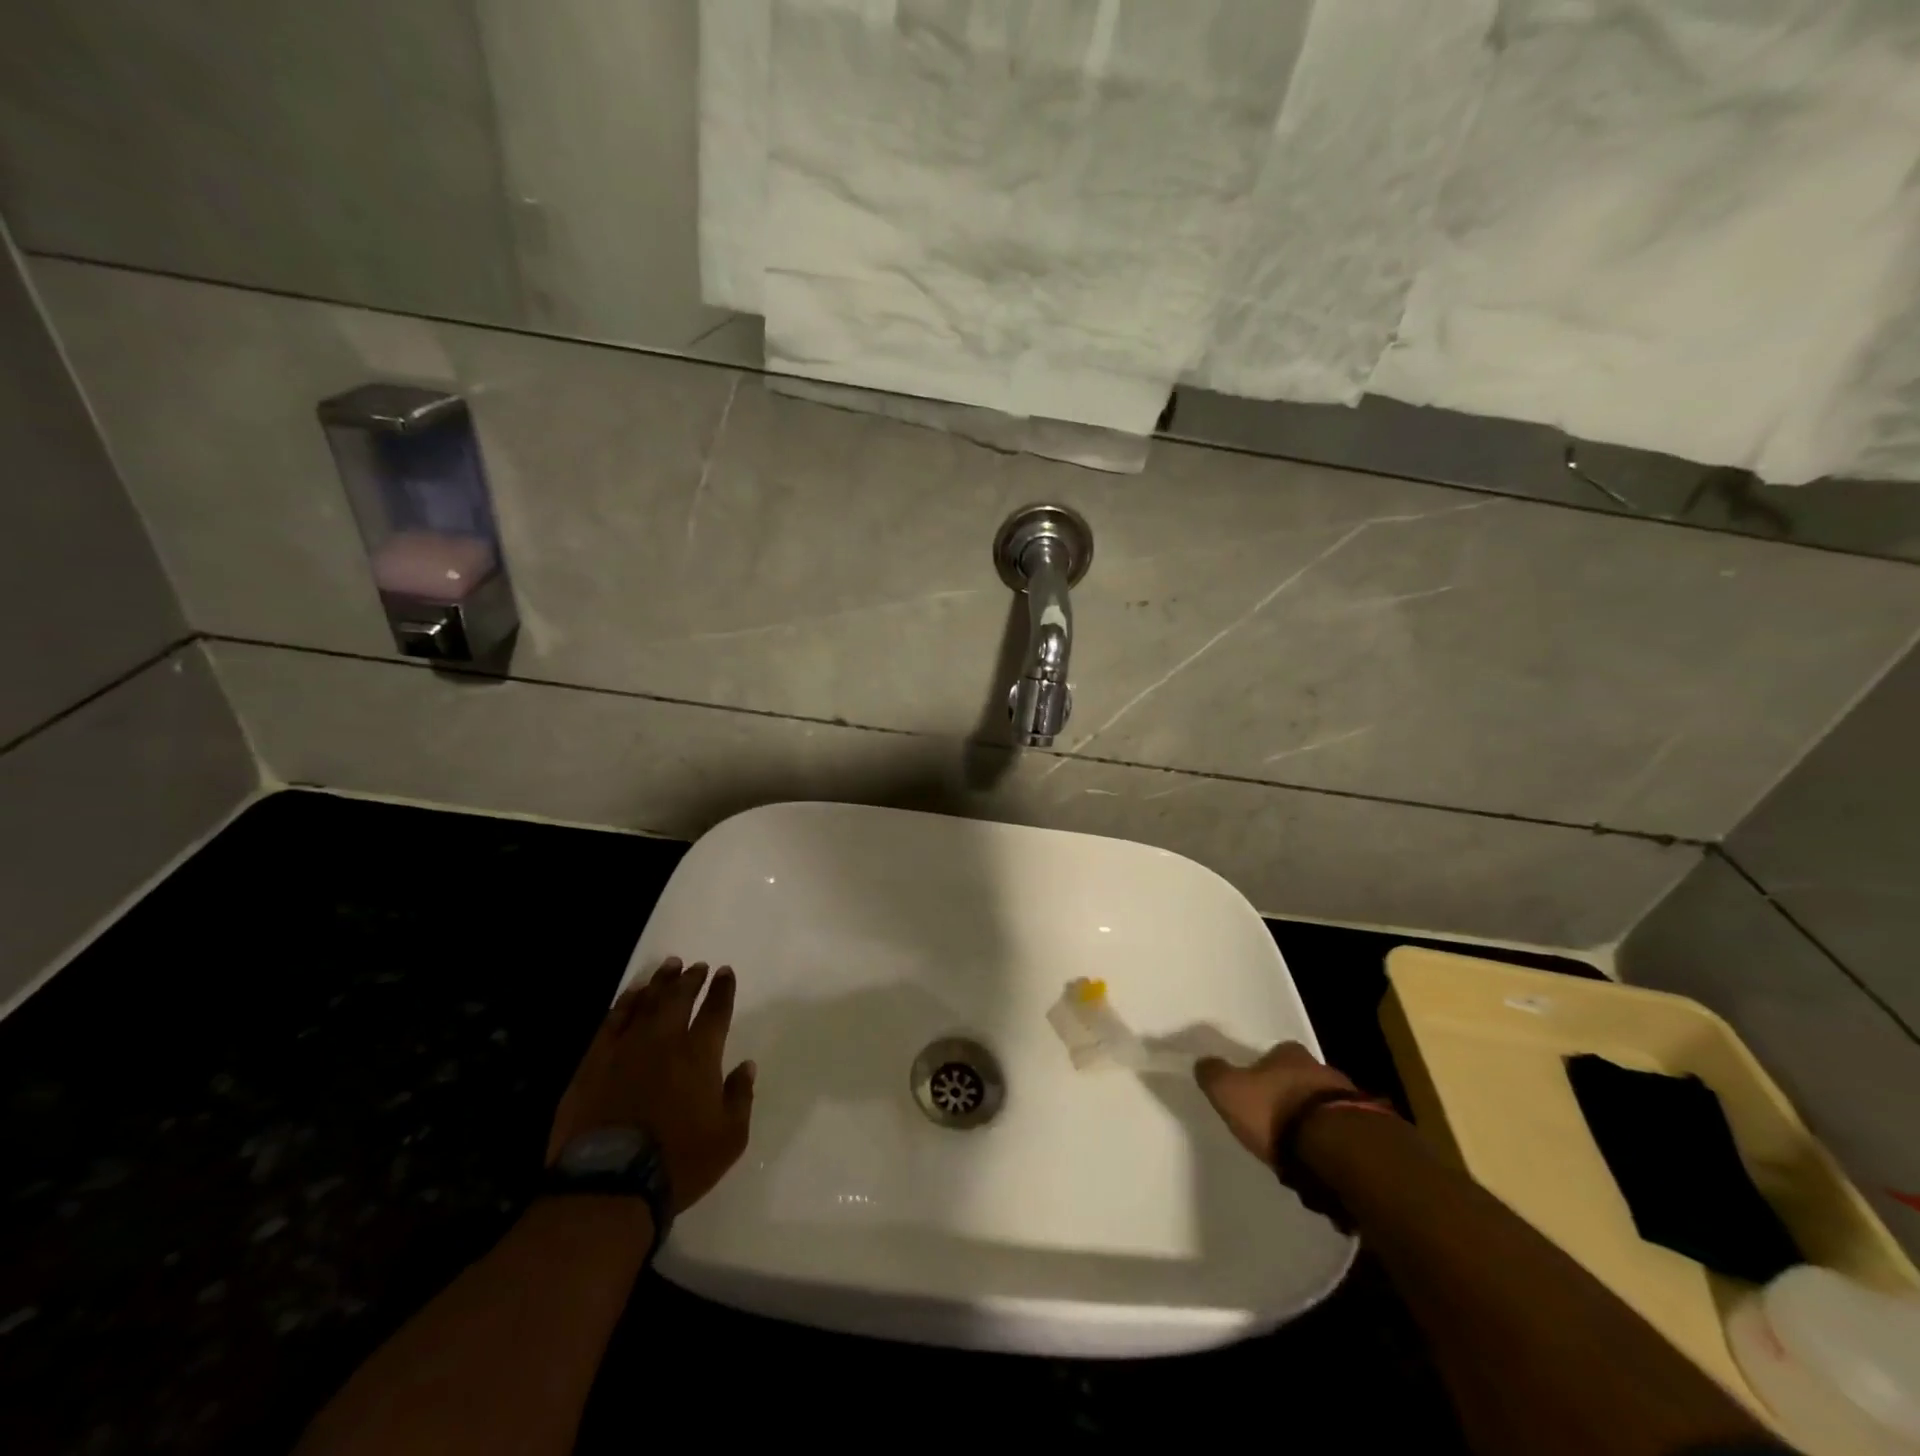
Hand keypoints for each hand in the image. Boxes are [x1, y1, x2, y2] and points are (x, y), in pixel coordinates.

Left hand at [547, 957, 755, 1212]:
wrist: (609, 1185)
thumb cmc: (678, 1163)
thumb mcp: (729, 1138)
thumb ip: (740, 1097)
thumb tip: (747, 1066)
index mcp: (700, 1055)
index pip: (715, 1011)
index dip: (722, 990)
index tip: (725, 972)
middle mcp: (664, 1041)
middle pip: (679, 998)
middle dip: (691, 979)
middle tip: (698, 966)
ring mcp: (625, 1048)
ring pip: (646, 1002)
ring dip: (661, 982)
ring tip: (670, 966)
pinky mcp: (594, 1062)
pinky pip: (613, 1021)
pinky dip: (626, 1002)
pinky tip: (632, 994)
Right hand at [1194, 1042, 1356, 1166]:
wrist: (1337, 1149)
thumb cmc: (1276, 1111)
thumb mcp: (1229, 1091)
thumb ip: (1213, 1074)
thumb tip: (1203, 1062)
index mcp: (1289, 1054)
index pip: (1274, 1054)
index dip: (1263, 1070)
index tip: (1254, 1089)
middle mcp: (1321, 1069)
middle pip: (1301, 1079)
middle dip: (1289, 1096)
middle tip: (1274, 1120)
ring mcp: (1349, 1100)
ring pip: (1323, 1107)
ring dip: (1312, 1122)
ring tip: (1297, 1148)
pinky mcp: (1368, 1132)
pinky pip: (1341, 1134)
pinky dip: (1330, 1144)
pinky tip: (1319, 1162)